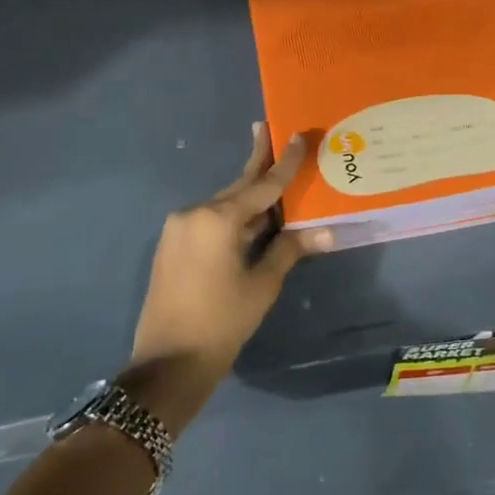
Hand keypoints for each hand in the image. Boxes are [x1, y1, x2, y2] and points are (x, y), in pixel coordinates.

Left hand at [126, 125, 331, 430]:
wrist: (168, 363)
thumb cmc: (222, 322)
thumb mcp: (262, 284)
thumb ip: (290, 248)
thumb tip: (327, 230)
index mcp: (218, 219)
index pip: (261, 185)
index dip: (284, 163)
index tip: (296, 135)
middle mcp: (194, 214)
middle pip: (237, 187)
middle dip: (258, 164)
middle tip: (269, 131)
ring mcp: (178, 229)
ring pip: (223, 204)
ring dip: (247, 195)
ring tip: (270, 176)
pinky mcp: (172, 245)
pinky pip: (209, 220)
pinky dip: (232, 215)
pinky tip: (249, 217)